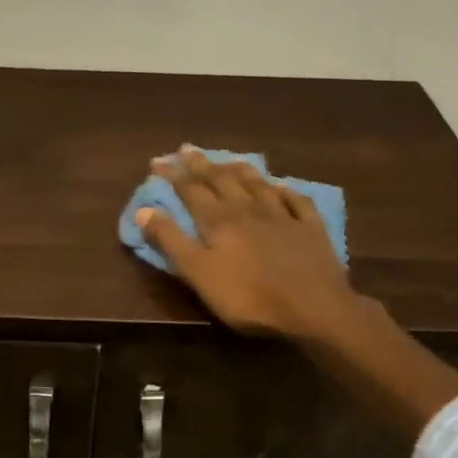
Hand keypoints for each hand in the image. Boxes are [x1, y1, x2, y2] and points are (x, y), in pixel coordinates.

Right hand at [136, 147, 362, 341]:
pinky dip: (285, 190)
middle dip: (202, 164)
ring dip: (240, 170)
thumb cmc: (249, 297)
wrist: (314, 309)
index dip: (172, 175)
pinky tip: (281, 186)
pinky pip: (296, 201)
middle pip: (221, 180)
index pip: (190, 190)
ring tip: (229, 159)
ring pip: (257, 184)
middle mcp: (248, 209)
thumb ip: (171, 241)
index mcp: (219, 221)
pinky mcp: (310, 229)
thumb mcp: (199, 274)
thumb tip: (143, 210)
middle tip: (187, 148)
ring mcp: (283, 216)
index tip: (157, 161)